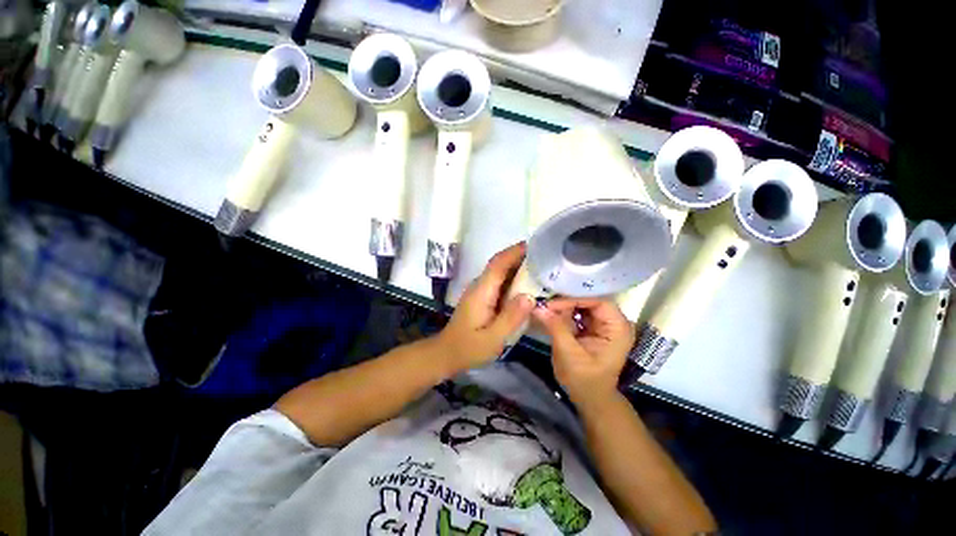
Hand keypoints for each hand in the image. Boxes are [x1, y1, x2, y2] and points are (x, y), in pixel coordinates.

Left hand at [437, 243, 533, 369]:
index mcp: (482, 291)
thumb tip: (530, 296)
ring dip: (519, 267)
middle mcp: (480, 285)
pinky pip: (501, 282)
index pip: (498, 263)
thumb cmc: (468, 348)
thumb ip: (510, 318)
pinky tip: (529, 286)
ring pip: (501, 272)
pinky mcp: (483, 297)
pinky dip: (515, 279)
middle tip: (547, 258)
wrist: (446, 353)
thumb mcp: (492, 339)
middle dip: (522, 257)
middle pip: (501, 264)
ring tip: (543, 269)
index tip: (537, 246)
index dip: (515, 252)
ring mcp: (481, 290)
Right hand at [532, 298, 633, 411]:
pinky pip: (577, 313)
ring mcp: (603, 324)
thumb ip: (556, 327)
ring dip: (563, 306)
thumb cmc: (584, 379)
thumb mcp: (569, 354)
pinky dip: (563, 313)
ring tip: (545, 307)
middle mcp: (614, 321)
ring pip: (581, 305)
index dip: (575, 299)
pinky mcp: (592, 327)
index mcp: (618, 328)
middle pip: (589, 300)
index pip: (598, 301)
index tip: (551, 304)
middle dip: (566, 301)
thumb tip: (538, 307)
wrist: (589, 397)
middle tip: (544, 304)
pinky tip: (550, 313)